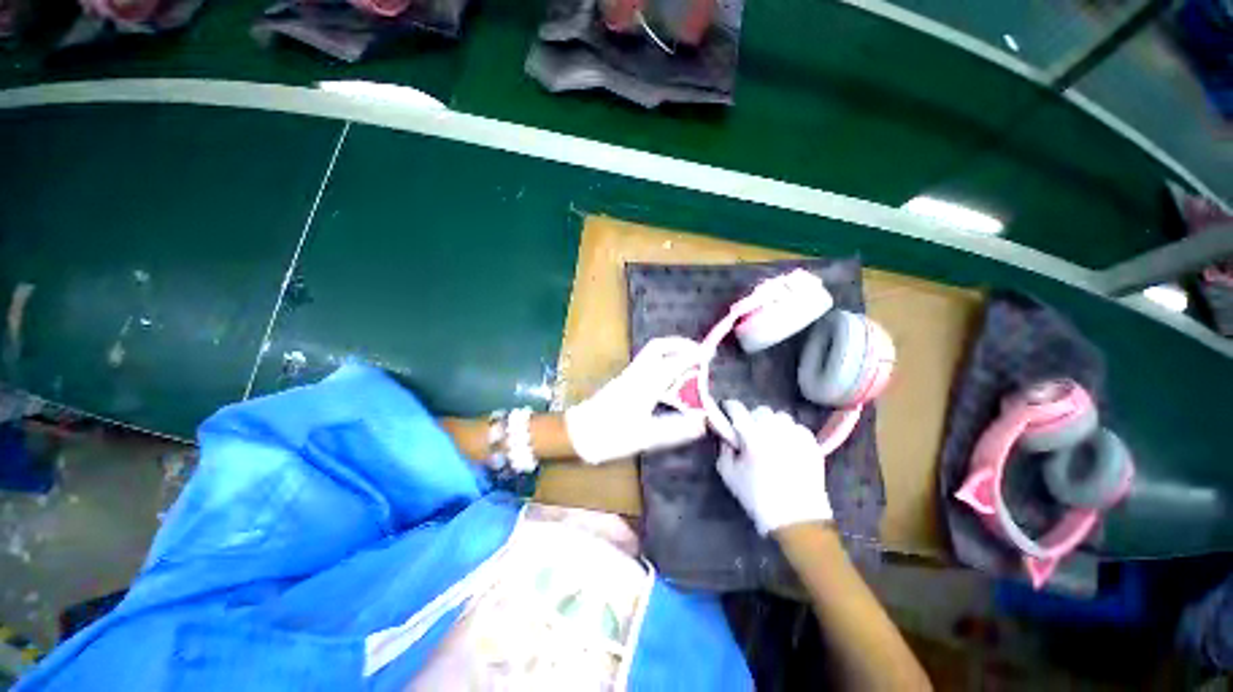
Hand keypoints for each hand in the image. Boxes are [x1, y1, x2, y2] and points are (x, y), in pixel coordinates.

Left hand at [565, 337, 707, 463]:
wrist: (576, 434)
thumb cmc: (609, 435)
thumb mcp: (645, 437)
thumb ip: (675, 430)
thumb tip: (702, 423)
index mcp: (645, 384)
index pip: (673, 362)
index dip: (693, 356)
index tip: (710, 354)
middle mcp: (636, 373)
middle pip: (659, 347)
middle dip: (680, 345)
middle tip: (698, 353)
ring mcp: (627, 375)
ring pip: (652, 353)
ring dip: (672, 352)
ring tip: (689, 365)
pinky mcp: (623, 381)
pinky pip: (647, 363)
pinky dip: (663, 362)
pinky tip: (669, 379)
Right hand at [717, 400, 832, 534]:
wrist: (797, 519)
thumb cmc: (758, 497)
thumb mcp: (729, 474)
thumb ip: (723, 450)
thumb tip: (726, 437)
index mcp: (752, 435)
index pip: (737, 408)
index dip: (729, 407)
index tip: (726, 411)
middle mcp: (775, 429)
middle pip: (760, 410)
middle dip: (752, 418)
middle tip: (749, 433)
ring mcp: (796, 435)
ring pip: (780, 417)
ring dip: (772, 423)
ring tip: (770, 439)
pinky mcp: (812, 443)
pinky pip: (797, 428)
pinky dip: (789, 432)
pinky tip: (787, 447)